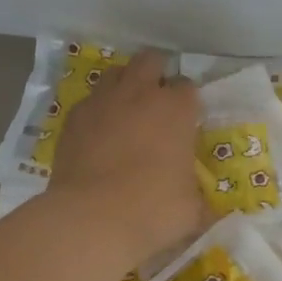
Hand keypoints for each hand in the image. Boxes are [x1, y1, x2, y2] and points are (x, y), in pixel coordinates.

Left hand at [49, 49, 202, 261]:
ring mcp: (102, 102)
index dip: (189, 102)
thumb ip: (199, 196)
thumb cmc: (153, 210)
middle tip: (159, 102)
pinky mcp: (73, 119)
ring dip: (125, 84)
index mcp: (176, 109)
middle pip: (150, 61)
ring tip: (128, 110)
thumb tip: (208, 208)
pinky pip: (90, 102)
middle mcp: (139, 94)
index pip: (189, 87)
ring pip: (115, 73)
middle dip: (157, 74)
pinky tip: (100, 134)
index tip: (188, 120)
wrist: (91, 219)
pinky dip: (98, 111)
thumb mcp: (193, 209)